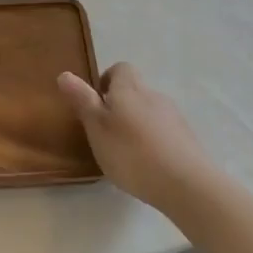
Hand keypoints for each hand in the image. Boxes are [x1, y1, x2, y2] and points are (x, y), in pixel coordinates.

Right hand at [57, 63, 213, 215]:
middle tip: (105, 133)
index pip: (120, 68)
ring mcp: (174, 117)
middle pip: (135, 91)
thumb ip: (82, 100)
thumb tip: (64, 74)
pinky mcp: (188, 139)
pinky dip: (153, 141)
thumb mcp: (97, 127)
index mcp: (129, 88)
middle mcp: (153, 95)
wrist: (187, 184)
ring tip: (126, 153)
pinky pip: (164, 132)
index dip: (107, 81)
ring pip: (149, 112)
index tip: (96, 104)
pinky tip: (147, 166)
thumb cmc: (132, 153)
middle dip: (120, 106)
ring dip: (137, 125)